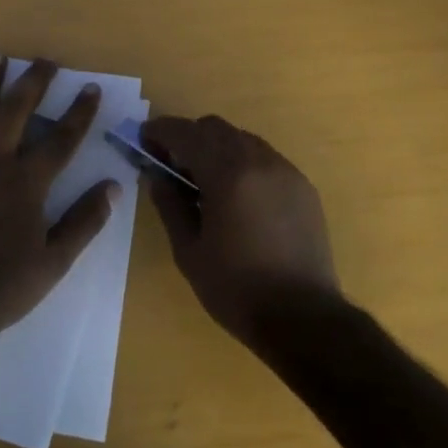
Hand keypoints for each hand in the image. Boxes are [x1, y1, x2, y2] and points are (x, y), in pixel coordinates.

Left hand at [0, 55, 119, 336]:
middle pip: (16, 110)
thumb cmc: (2, 285)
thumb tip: (113, 187)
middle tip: (44, 60)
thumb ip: (84, 221)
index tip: (89, 88)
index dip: (79, 112)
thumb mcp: (54, 261)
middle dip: (34, 82)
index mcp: (27, 182)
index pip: (61, 138)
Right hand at [141, 115, 339, 345]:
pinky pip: (265, 158)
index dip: (160, 131)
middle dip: (188, 137)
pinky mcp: (303, 187)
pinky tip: (237, 195)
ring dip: (217, 148)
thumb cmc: (236, 289)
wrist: (304, 319)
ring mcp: (285, 171)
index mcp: (227, 174)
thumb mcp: (188, 251)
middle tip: (171, 164)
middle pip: (215, 127)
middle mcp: (259, 161)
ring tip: (204, 181)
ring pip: (242, 138)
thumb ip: (169, 205)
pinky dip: (243, 162)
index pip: (185, 133)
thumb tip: (157, 176)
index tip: (144, 139)